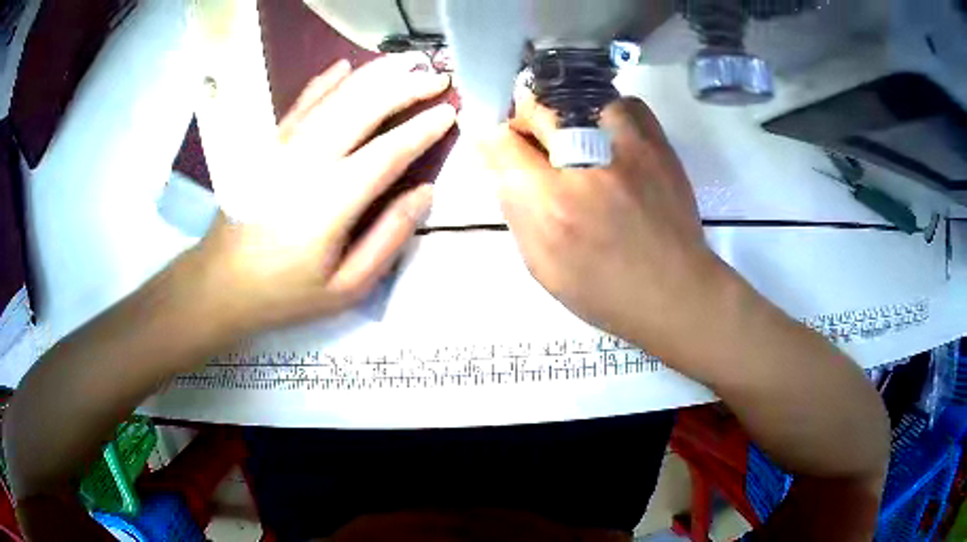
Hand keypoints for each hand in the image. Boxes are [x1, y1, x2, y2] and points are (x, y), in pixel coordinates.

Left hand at [190, 56, 454, 336]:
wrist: (222, 282)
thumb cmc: (287, 291)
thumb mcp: (347, 287)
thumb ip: (389, 238)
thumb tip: (424, 192)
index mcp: (332, 200)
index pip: (388, 151)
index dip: (423, 129)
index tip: (450, 112)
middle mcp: (308, 162)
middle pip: (363, 109)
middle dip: (405, 88)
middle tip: (437, 78)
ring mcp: (284, 147)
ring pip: (335, 97)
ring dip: (373, 75)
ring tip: (405, 62)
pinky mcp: (268, 145)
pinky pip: (300, 103)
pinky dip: (324, 81)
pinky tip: (343, 66)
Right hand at [479, 92, 726, 357]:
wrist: (676, 293)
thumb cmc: (605, 292)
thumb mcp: (543, 267)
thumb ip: (517, 212)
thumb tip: (503, 168)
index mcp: (551, 205)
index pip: (502, 142)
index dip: (494, 141)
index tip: (502, 148)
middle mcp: (586, 167)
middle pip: (537, 108)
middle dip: (525, 119)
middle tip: (535, 140)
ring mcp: (628, 149)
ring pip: (580, 96)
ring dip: (566, 113)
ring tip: (574, 134)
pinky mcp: (659, 145)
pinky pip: (625, 103)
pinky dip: (609, 112)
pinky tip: (609, 135)